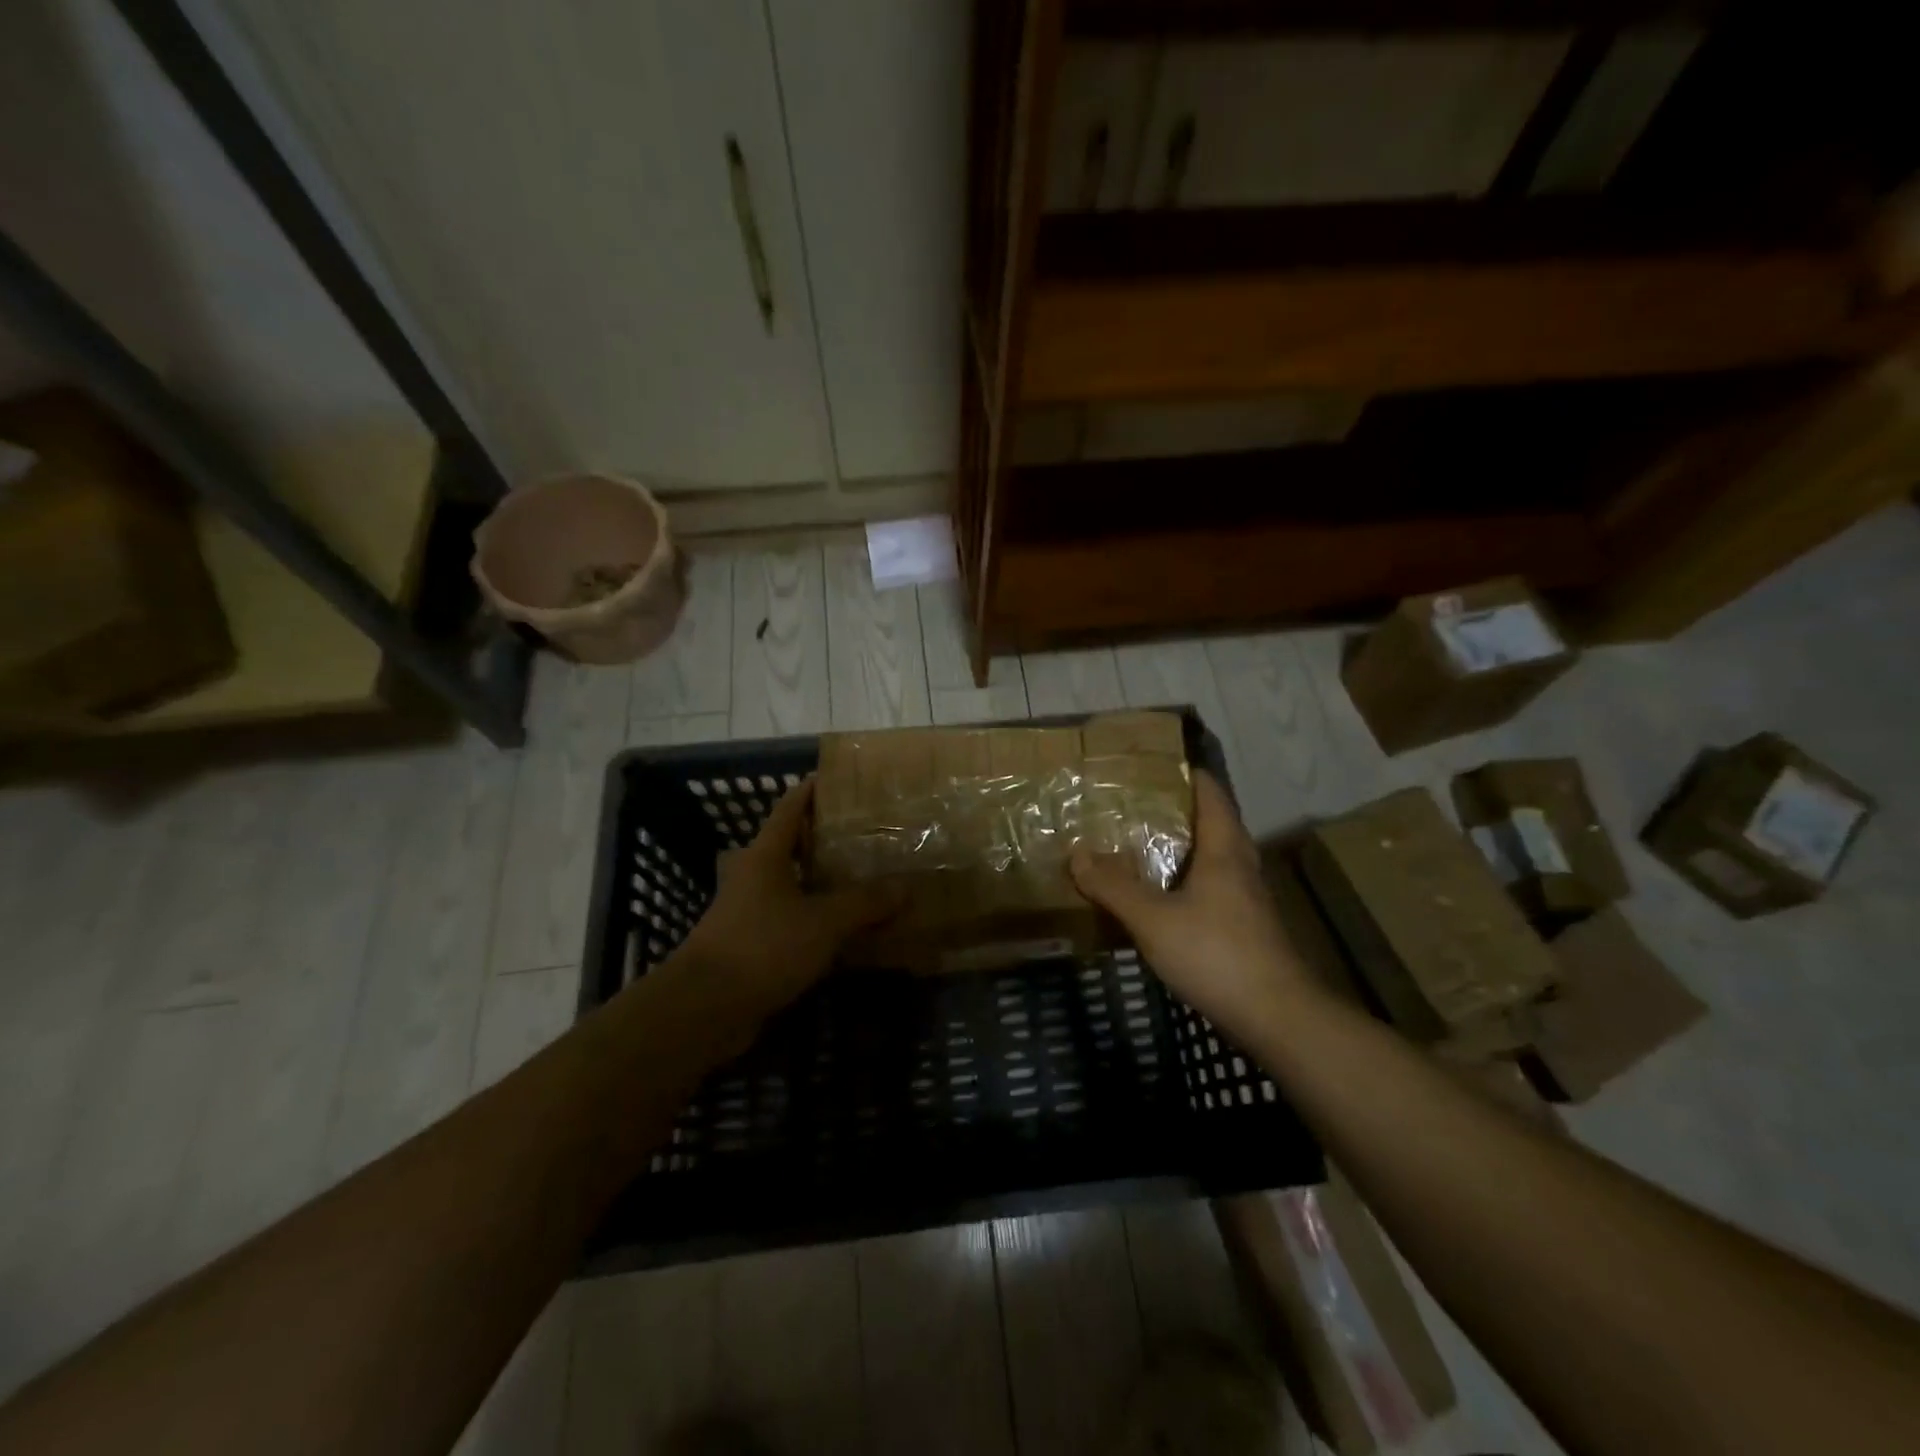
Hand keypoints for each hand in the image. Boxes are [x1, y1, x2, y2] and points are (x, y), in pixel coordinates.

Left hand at [673, 778, 897, 1031]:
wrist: (704, 1008)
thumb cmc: (762, 947)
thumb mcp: (823, 922)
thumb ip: (863, 903)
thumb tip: (904, 887)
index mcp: (765, 855)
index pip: (789, 808)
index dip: (811, 791)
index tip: (839, 780)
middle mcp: (753, 876)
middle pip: (790, 846)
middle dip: (824, 839)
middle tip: (865, 835)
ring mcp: (747, 911)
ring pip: (791, 886)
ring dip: (821, 882)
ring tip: (863, 880)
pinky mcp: (749, 945)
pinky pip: (789, 921)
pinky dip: (815, 920)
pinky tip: (843, 931)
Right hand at [1071, 770, 1314, 1044]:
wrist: (1277, 1017)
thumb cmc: (1216, 954)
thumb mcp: (1153, 919)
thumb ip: (1113, 886)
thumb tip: (1077, 854)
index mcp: (1223, 848)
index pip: (1209, 792)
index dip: (1184, 773)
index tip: (1149, 766)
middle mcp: (1238, 865)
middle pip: (1209, 822)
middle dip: (1171, 811)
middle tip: (1129, 806)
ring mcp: (1244, 897)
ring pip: (1208, 857)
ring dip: (1176, 848)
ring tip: (1133, 845)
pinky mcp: (1243, 926)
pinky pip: (1208, 887)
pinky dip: (1181, 881)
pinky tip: (1155, 897)